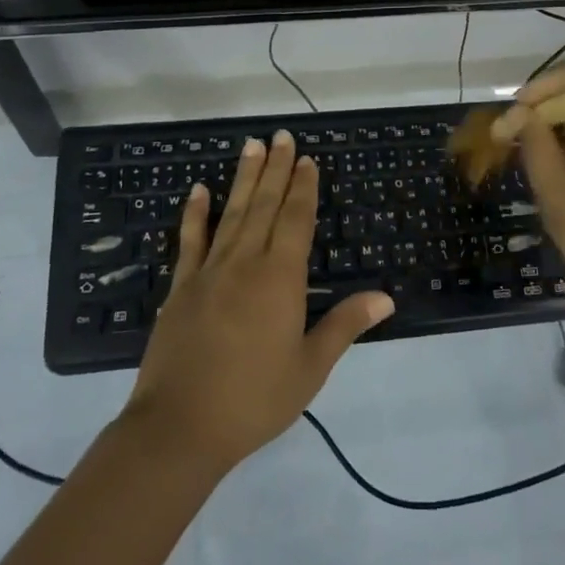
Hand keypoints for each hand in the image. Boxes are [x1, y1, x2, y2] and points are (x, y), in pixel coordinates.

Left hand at [122, 130, 393, 474]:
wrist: (179, 428)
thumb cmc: (253, 400)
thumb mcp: (309, 369)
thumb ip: (343, 326)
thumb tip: (385, 297)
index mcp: (279, 279)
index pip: (295, 220)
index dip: (303, 188)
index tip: (307, 159)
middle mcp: (244, 263)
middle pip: (264, 206)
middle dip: (275, 169)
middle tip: (281, 135)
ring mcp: (208, 272)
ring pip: (231, 213)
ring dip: (243, 178)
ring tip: (251, 146)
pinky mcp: (180, 288)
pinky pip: (190, 240)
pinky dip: (195, 213)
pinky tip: (198, 190)